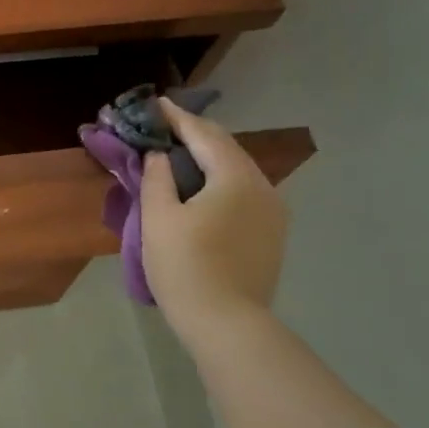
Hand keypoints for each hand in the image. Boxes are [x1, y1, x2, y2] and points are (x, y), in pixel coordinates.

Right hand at [141, 100, 288, 339]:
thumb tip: (158, 155)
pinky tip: (201, 190)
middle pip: (226, 149)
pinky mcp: (271, 235)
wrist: (226, 323)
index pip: (203, 134)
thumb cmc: (185, 267)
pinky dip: (219, 182)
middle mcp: (263, 186)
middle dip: (194, 135)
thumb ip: (156, 178)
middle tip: (164, 126)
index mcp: (235, 177)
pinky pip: (243, 194)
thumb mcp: (158, 218)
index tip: (155, 104)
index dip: (177, 117)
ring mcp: (273, 212)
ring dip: (207, 159)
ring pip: (237, 172)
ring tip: (178, 156)